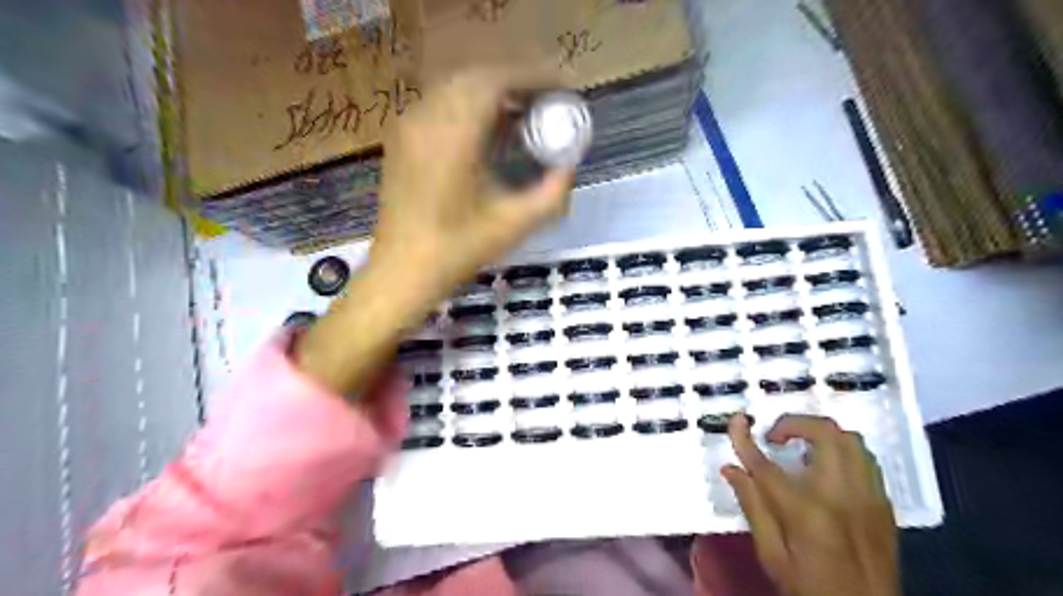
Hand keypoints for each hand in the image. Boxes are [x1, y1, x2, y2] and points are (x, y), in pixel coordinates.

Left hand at [371, 69, 573, 294]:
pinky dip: (468, 104)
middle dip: (515, 82)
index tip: (562, 87)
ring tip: (521, 114)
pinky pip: (439, 104)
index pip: (496, 81)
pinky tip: (486, 130)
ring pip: (455, 88)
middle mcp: (427, 118)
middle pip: (476, 78)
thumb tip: (570, 165)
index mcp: (454, 135)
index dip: (533, 77)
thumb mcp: (516, 224)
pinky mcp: (401, 139)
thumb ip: (552, 192)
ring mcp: (409, 126)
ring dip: (491, 92)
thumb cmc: (459, 249)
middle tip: (546, 102)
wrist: (403, 271)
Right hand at [722, 415, 895, 595]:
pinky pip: (866, 460)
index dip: (744, 437)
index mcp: (806, 510)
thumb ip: (752, 506)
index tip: (736, 421)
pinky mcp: (884, 504)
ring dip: (821, 435)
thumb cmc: (811, 588)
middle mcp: (841, 494)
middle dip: (793, 423)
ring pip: (851, 440)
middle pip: (824, 433)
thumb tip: (731, 469)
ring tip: (800, 449)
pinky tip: (826, 469)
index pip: (766, 463)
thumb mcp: (772, 555)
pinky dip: (842, 452)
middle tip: (774, 438)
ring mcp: (868, 497)